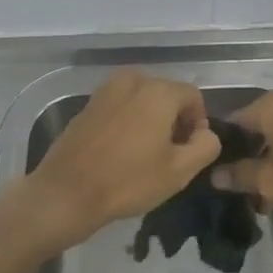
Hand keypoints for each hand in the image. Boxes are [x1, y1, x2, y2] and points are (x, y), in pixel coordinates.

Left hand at [24, 69, 220, 248]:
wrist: (67, 192)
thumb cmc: (128, 181)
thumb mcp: (180, 171)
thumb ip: (206, 146)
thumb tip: (206, 132)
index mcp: (158, 91)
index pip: (193, 96)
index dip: (198, 122)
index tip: (190, 150)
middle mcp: (132, 80)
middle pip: (166, 94)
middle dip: (174, 119)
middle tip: (170, 154)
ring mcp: (105, 90)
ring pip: (142, 99)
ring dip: (150, 119)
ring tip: (146, 153)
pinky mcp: (88, 105)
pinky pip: (120, 106)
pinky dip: (128, 121)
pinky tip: (121, 151)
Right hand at [208, 90, 272, 221]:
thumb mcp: (270, 181)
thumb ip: (238, 175)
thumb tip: (214, 175)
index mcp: (271, 106)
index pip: (232, 121)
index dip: (222, 147)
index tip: (215, 172)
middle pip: (255, 128)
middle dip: (245, 157)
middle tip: (238, 187)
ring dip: (266, 161)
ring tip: (261, 193)